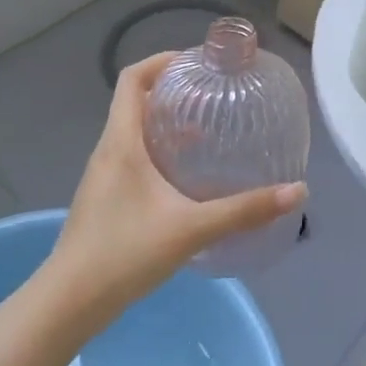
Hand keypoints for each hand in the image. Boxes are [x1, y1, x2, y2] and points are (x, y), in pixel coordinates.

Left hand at [46, 53, 306, 321]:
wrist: (68, 304)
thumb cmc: (124, 253)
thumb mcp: (191, 228)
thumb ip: (244, 210)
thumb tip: (297, 192)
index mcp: (121, 142)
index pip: (133, 79)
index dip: (161, 61)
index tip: (196, 63)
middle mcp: (108, 150)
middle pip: (135, 102)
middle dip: (172, 92)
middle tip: (212, 96)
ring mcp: (102, 176)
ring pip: (133, 132)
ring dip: (165, 124)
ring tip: (207, 132)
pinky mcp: (104, 199)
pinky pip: (131, 158)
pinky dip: (158, 152)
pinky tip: (185, 179)